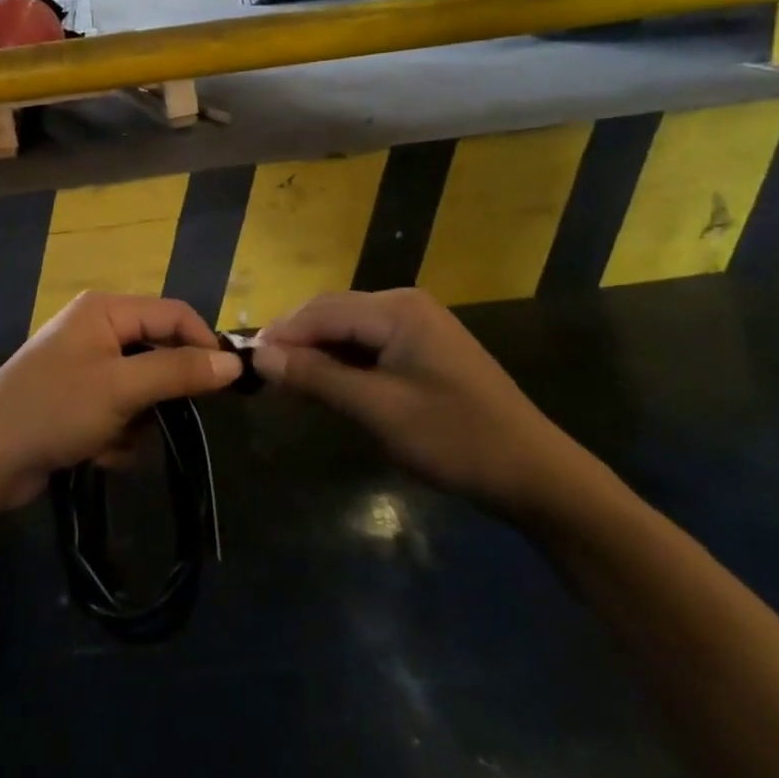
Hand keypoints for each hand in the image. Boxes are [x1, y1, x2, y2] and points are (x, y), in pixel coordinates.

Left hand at [0, 292, 242, 511]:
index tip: (226, 386)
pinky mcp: (78, 401)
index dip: (202, 345)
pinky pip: (121, 412)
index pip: (174, 314)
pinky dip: (117, 435)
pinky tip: (96, 453)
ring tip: (112, 441)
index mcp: (106, 310)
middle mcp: (97, 329)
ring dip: (137, 422)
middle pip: (159, 354)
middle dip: (160, 396)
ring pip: (144, 391)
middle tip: (156, 420)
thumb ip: (178, 371)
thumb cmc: (54, 409)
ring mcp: (86, 366)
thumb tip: (233, 363)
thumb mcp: (122, 388)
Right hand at [253, 289, 602, 522]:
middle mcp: (404, 304)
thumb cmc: (455, 438)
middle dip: (295, 339)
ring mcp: (417, 324)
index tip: (243, 361)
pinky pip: (367, 343)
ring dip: (315, 350)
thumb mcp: (377, 409)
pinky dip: (341, 360)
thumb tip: (259, 355)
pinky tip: (325, 382)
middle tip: (260, 372)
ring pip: (347, 327)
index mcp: (397, 309)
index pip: (320, 311)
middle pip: (332, 312)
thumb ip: (316, 377)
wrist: (535, 474)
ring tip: (284, 379)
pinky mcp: (423, 347)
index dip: (280, 334)